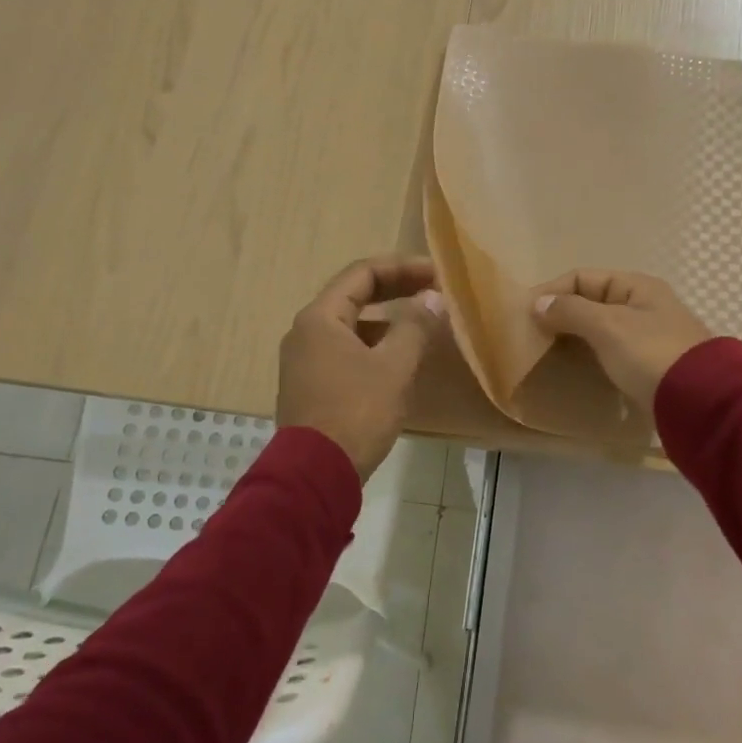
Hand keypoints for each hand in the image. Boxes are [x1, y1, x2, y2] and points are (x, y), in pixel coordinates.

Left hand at [277, 257, 443, 480]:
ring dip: (386, 321)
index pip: (362, 274)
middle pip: (353, 297)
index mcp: (320, 318)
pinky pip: (345, 352)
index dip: (402, 267)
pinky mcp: (310, 387)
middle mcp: (305, 333)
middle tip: (433, 291)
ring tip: (421, 326)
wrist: (315, 475)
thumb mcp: (393, 367)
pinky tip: (398, 361)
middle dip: (396, 290)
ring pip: (350, 327)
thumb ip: (414, 327)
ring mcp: (304, 362)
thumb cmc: (356, 413)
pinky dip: (373, 347)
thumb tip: (432, 298)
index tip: (436, 273)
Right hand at [531, 269, 712, 408]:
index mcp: (636, 286)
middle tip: (530, 335)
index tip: (524, 313)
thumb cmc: (650, 354)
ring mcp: (649, 337)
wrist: (700, 401)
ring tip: (546, 353)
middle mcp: (644, 305)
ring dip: (574, 337)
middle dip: (560, 315)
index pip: (582, 277)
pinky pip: (610, 352)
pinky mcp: (650, 366)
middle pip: (591, 302)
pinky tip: (574, 368)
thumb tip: (538, 303)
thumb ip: (571, 311)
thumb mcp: (607, 326)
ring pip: (600, 329)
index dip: (552, 291)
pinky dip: (590, 355)